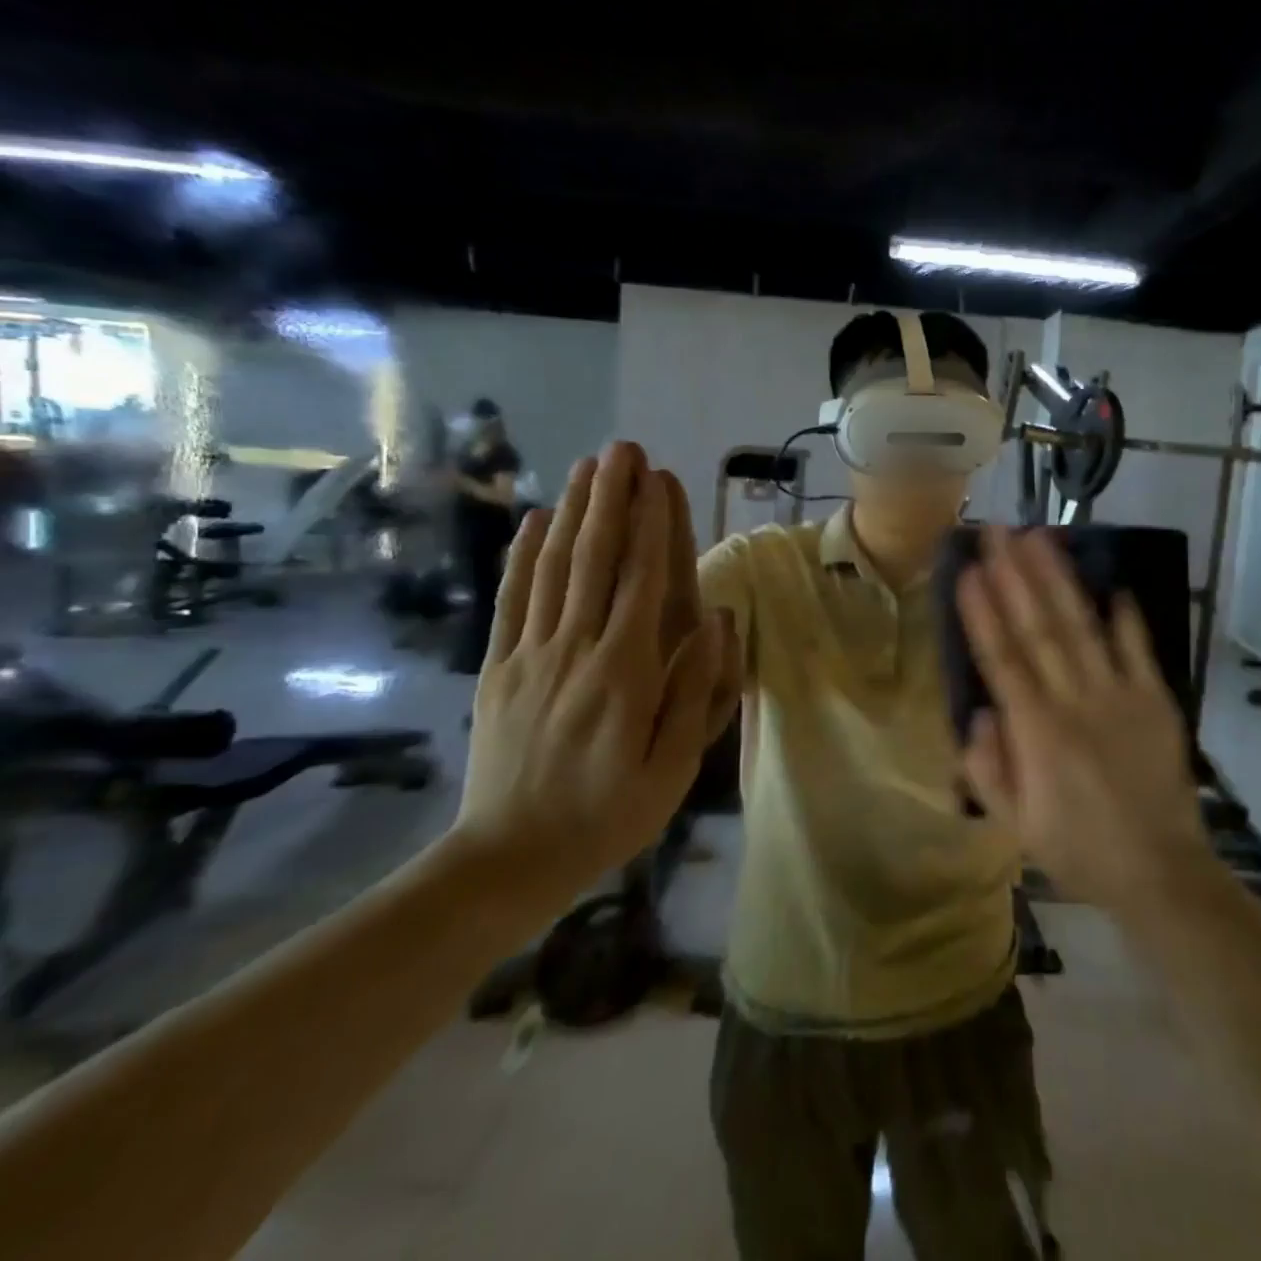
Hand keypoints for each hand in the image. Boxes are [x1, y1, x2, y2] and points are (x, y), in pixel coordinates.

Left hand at [447, 442, 738, 904]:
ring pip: (553, 568)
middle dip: (611, 499)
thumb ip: (694, 691)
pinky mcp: (499, 667)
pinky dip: (524, 554)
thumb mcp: (672, 769)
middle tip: (622, 448)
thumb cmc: (607, 816)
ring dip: (573, 511)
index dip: (651, 525)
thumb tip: (714, 619)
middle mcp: (575, 650)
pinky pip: (513, 599)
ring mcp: (530, 655)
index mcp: (624, 673)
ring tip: (587, 465)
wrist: (508, 860)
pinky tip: (535, 520)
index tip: (658, 479)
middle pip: (594, 560)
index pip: (642, 582)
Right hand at [956, 526, 1211, 913]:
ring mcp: (1120, 697)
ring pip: (1082, 628)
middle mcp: (1075, 702)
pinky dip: (1126, 619)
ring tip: (1041, 538)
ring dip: (1059, 580)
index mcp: (1037, 733)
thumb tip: (980, 712)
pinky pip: (1138, 651)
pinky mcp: (1155, 701)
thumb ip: (989, 768)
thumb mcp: (1017, 825)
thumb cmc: (1078, 850)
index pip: (1002, 660)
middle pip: (1039, 629)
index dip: (983, 612)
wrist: (1160, 872)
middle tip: (998, 531)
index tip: (970, 569)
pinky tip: (1113, 585)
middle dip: (1015, 575)